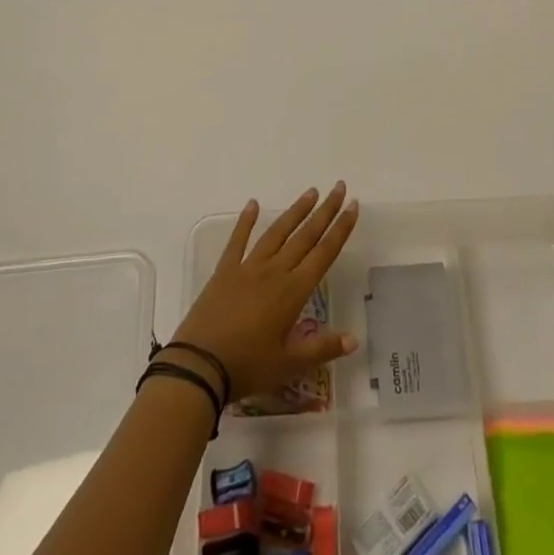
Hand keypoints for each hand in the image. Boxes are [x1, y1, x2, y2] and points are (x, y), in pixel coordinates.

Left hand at [169, 183, 359, 400]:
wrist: (198, 366)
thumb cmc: (248, 367)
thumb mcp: (289, 365)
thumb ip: (322, 349)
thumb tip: (354, 339)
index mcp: (293, 291)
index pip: (324, 253)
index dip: (341, 229)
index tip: (353, 206)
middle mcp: (275, 271)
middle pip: (305, 236)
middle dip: (325, 211)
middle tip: (339, 187)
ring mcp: (248, 267)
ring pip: (278, 232)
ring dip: (296, 211)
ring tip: (311, 192)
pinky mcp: (225, 271)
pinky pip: (238, 240)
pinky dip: (246, 221)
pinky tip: (253, 204)